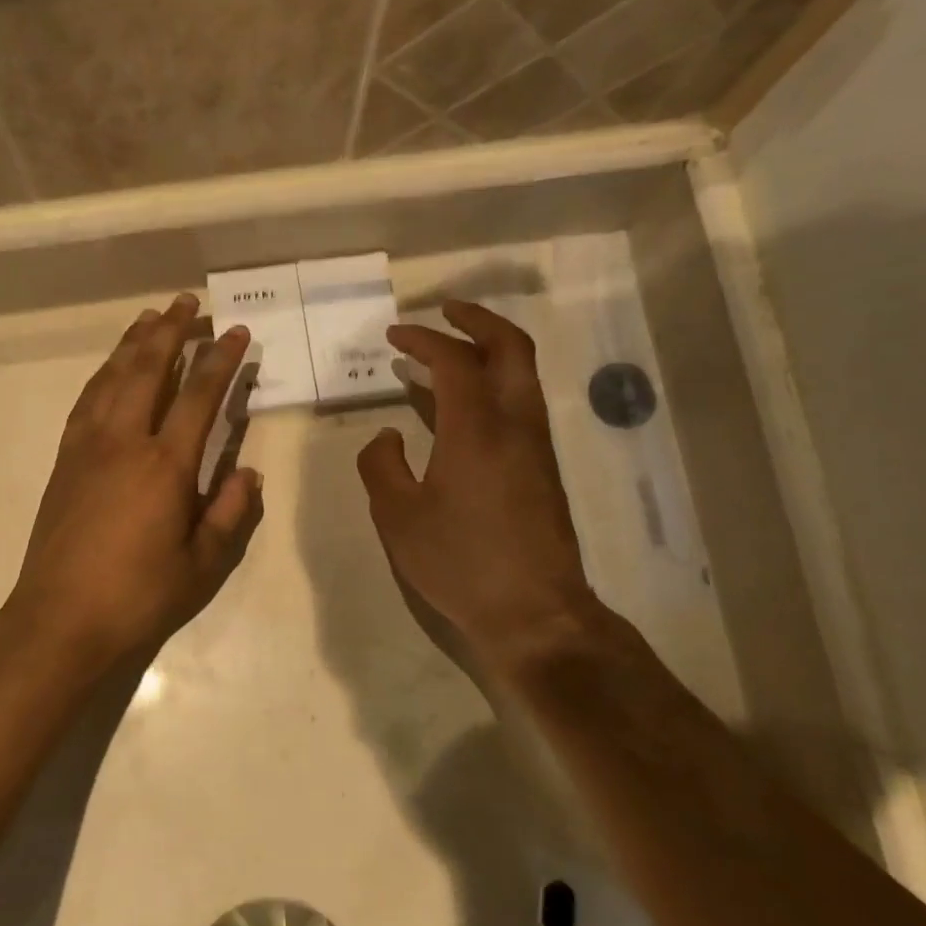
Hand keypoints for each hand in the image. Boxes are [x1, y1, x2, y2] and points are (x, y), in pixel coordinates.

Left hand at [5, 294, 261, 677]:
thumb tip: (249, 474)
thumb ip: (229, 513)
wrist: (60, 619)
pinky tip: (111, 368)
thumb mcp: (202, 564)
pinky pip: (86, 401)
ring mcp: (87, 447)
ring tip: (150, 317)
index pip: (199, 396)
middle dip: (171, 332)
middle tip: (188, 302)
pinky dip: (103, 374)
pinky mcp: (64, 460)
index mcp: (164, 465)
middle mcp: (124, 442)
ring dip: (133, 343)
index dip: (221, 361)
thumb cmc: (138, 596)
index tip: (237, 333)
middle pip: (148, 370)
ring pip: (112, 378)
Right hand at [358, 301, 631, 681]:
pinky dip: (493, 386)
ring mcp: (536, 445)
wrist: (535, 613)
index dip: (422, 339)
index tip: (394, 335)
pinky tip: (462, 410)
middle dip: (476, 320)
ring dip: (487, 352)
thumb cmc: (460, 562)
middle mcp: (516, 423)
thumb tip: (386, 437)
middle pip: (510, 347)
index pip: (453, 360)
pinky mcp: (544, 469)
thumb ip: (381, 466)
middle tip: (443, 312)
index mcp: (477, 427)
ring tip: (446, 357)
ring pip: (522, 375)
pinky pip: (520, 405)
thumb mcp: (398, 517)